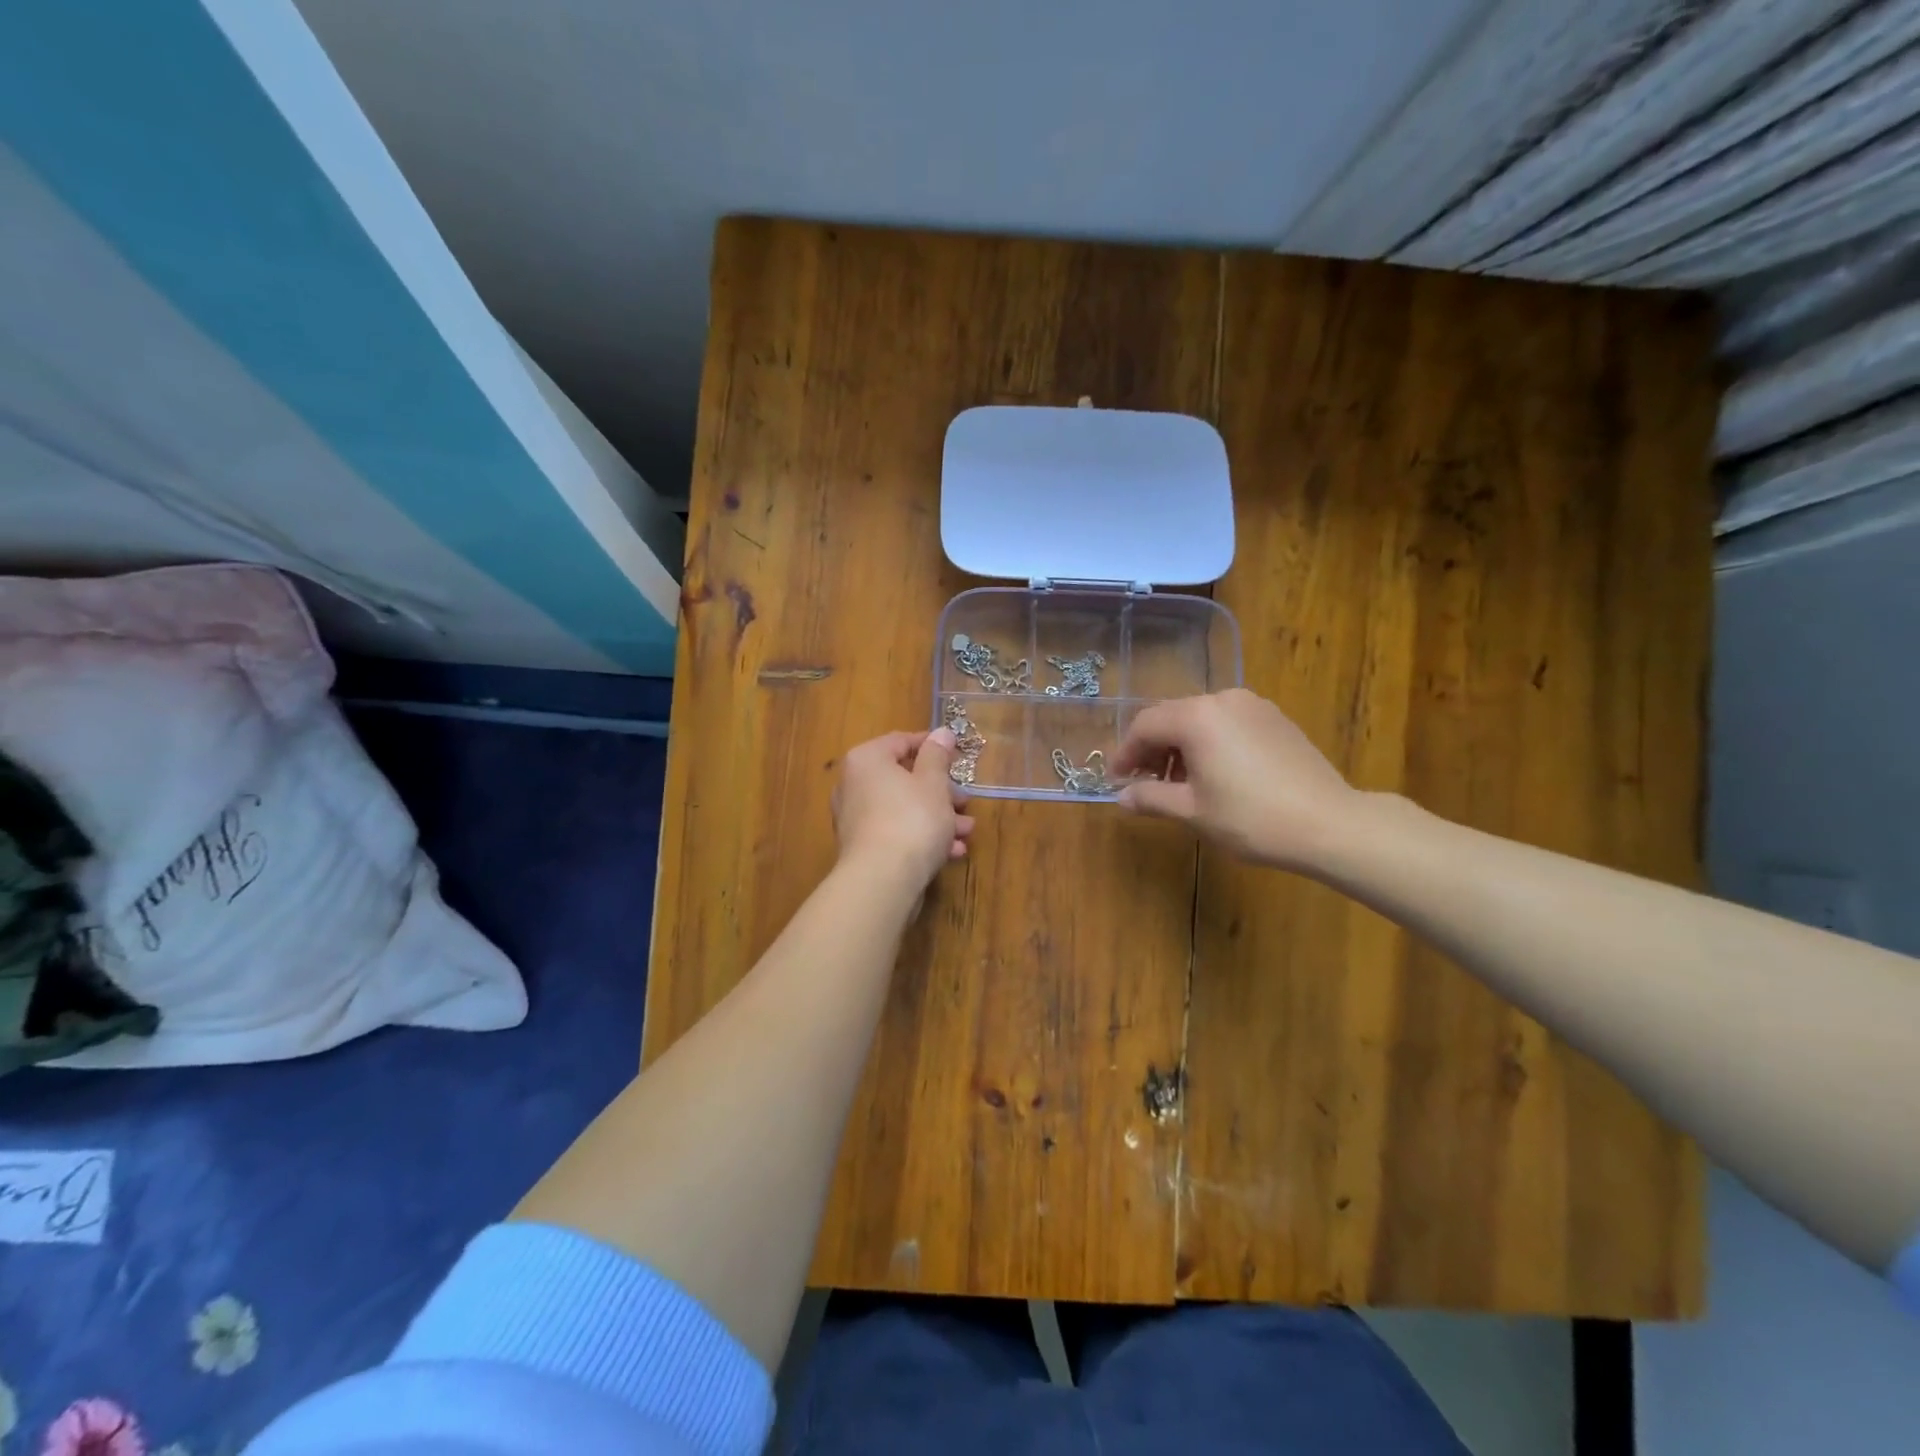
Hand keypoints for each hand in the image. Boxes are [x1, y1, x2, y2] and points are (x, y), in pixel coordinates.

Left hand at [831, 728, 975, 888]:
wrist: (883, 880)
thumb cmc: (912, 819)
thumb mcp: (933, 783)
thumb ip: (937, 755)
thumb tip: (941, 732)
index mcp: (867, 760)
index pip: (901, 741)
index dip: (933, 746)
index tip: (959, 756)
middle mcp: (854, 785)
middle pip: (904, 779)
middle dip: (941, 791)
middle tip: (966, 800)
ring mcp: (856, 818)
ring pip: (904, 808)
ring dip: (938, 817)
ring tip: (966, 830)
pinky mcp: (863, 848)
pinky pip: (897, 832)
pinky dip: (922, 836)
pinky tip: (951, 851)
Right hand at [1111, 689, 1361, 871]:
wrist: (1329, 824)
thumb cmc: (1251, 818)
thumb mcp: (1192, 811)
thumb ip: (1151, 797)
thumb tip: (1122, 797)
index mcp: (1196, 717)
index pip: (1145, 726)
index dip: (1125, 753)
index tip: (1115, 780)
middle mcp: (1222, 700)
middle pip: (1171, 717)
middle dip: (1151, 748)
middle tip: (1143, 782)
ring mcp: (1253, 706)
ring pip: (1200, 719)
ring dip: (1180, 746)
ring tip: (1178, 783)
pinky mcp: (1275, 719)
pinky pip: (1227, 723)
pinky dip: (1209, 742)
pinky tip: (1213, 774)